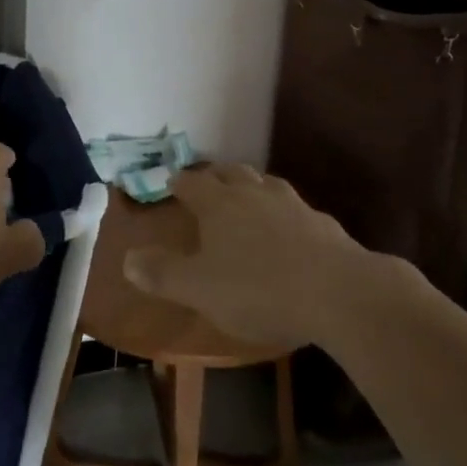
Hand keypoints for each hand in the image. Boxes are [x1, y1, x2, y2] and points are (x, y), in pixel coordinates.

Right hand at [122, 162, 371, 347]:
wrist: (338, 292)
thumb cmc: (259, 289)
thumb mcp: (200, 289)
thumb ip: (163, 274)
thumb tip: (128, 259)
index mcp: (219, 204)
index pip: (192, 183)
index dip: (179, 181)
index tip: (171, 181)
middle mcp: (253, 193)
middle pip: (230, 173)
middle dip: (215, 176)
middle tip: (206, 184)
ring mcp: (291, 204)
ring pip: (264, 184)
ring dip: (250, 187)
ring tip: (245, 197)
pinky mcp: (322, 223)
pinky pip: (294, 209)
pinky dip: (282, 213)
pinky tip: (288, 229)